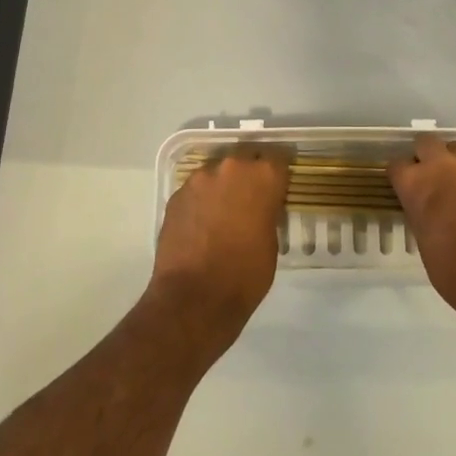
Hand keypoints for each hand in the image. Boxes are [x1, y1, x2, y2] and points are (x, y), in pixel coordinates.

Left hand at [150, 143, 290, 354]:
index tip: (279, 185)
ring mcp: (199, 179)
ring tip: (223, 212)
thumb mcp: (271, 241)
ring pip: (217, 172)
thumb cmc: (245, 274)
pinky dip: (202, 200)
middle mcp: (231, 167)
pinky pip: (196, 190)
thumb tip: (259, 208)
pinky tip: (202, 223)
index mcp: (262, 176)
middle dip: (249, 174)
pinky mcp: (176, 195)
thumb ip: (267, 213)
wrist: (194, 297)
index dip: (278, 172)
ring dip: (223, 185)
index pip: (278, 158)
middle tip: (252, 197)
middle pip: (245, 158)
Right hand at [389, 136, 455, 348]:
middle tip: (433, 181)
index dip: (401, 178)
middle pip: (426, 143)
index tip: (405, 189)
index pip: (397, 165)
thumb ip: (420, 212)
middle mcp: (445, 165)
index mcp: (417, 184)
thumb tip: (424, 205)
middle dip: (425, 158)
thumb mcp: (424, 243)